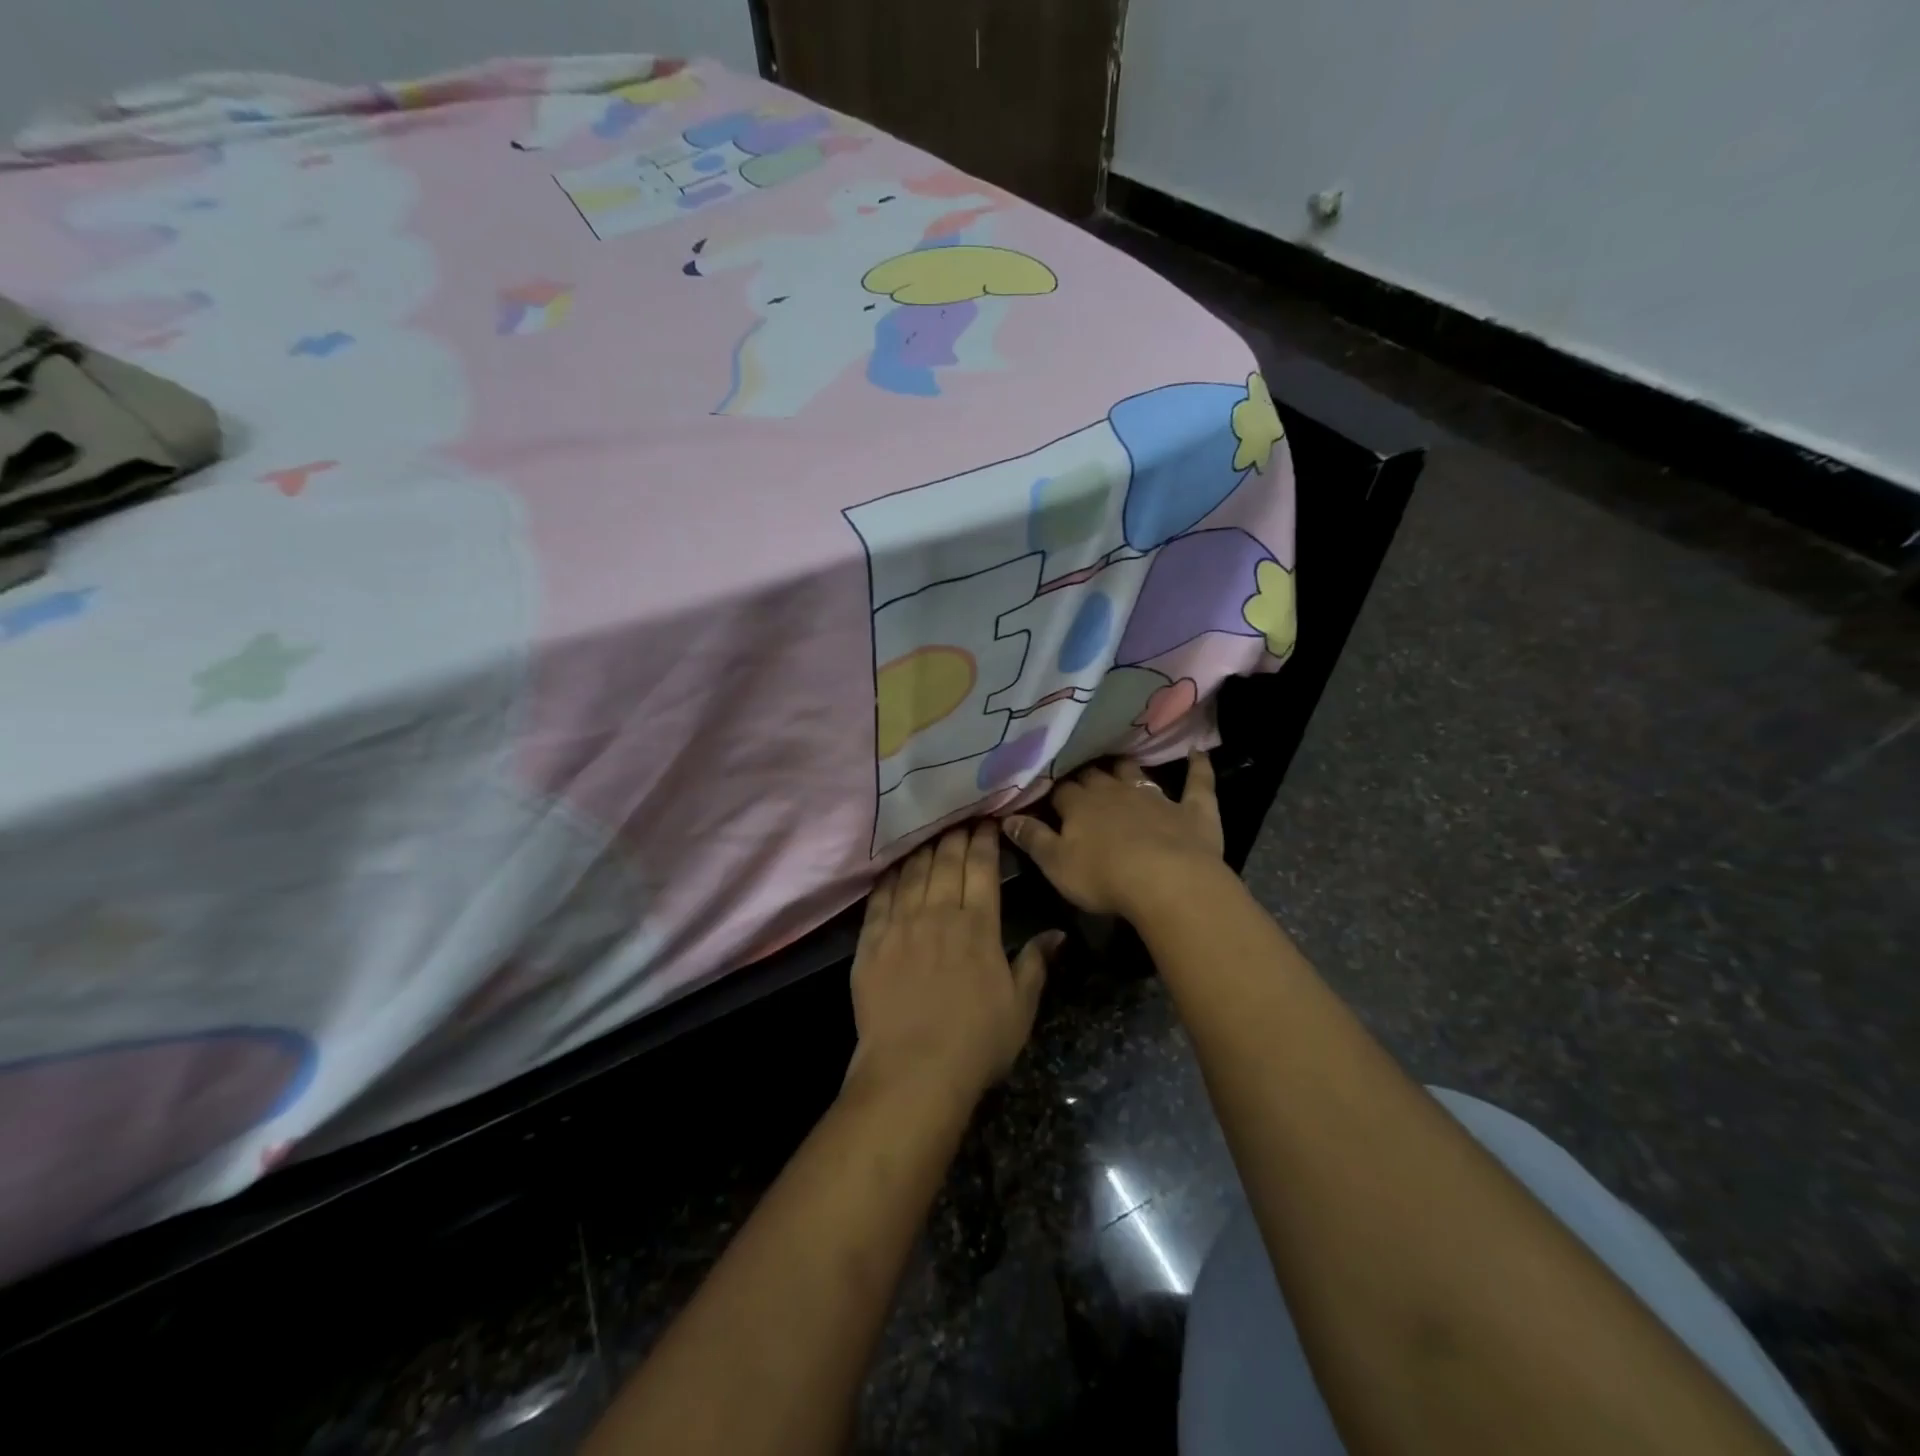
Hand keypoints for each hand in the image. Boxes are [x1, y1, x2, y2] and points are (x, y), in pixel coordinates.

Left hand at [848, 821, 1061, 1102]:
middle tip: (960, 820)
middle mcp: (939, 914)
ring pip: (914, 873)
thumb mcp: (1021, 1007)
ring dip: (924, 850)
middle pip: (947, 862)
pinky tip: (894, 867)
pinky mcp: (871, 942)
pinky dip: (889, 878)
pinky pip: (880, 898)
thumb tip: (1057, 934)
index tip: (987, 823)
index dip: (984, 841)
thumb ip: (1036, 964)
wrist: (913, 1071)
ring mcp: (902, 925)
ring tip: (930, 836)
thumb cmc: (976, 1042)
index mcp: (978, 926)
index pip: (982, 868)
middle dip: (955, 837)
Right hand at [1003, 751, 1225, 920]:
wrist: (1168, 882)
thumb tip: (1006, 817)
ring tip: (1119, 761)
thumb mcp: (1056, 865)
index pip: (1061, 790)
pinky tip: (1199, 752)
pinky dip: (1198, 766)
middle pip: (1096, 775)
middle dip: (1086, 774)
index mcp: (1080, 805)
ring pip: (1136, 772)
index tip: (1046, 791)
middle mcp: (1115, 791)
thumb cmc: (1103, 877)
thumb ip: (1032, 839)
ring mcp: (1156, 797)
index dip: (1053, 791)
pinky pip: (1197, 782)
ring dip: (1126, 767)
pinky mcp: (1193, 810)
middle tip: (1079, 774)